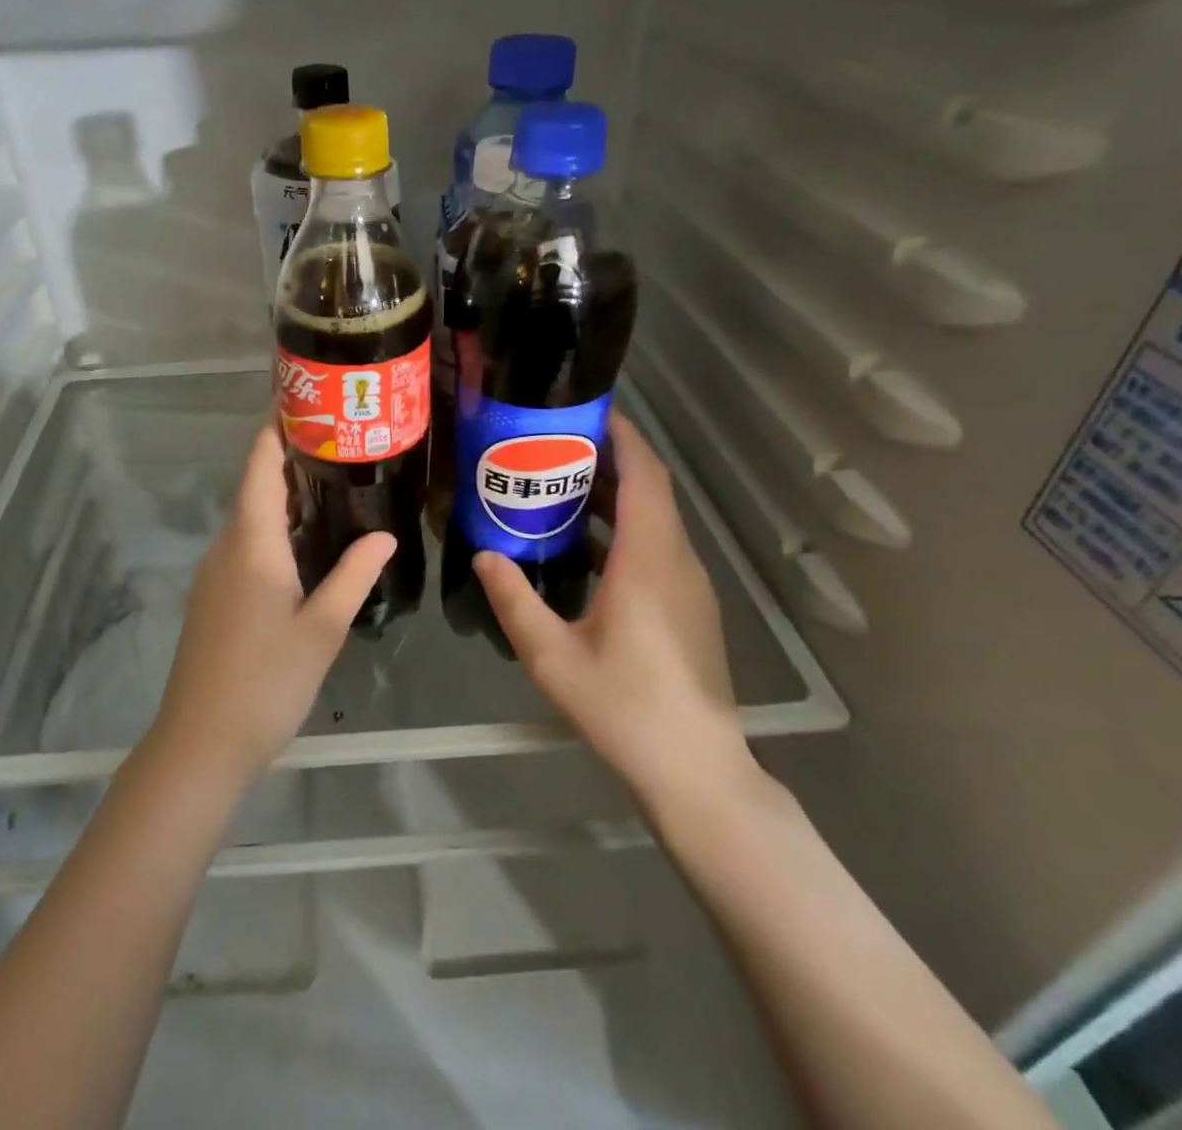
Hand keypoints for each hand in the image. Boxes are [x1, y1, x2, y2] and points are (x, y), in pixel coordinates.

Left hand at [150, 422, 396, 784]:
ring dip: (285, 497)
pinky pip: (246, 545)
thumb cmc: (266, 681)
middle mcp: (227, 547)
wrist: (200, 742)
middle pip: (255, 487)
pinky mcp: (215, 597)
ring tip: (334, 485)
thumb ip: (354, 575)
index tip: (304, 400)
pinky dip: (276, 529)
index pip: (260, 467)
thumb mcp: (322, 628)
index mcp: (252, 543)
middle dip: (292, 460)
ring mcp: (215, 573)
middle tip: (342, 443)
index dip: (276, 429)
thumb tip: (385, 536)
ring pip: (251, 518)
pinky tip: (308, 544)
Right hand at [472, 414, 753, 799]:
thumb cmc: (624, 706)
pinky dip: (624, 531)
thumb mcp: (552, 655)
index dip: (620, 436)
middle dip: (606, 461)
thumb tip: (484, 554)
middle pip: (650, 489)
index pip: (644, 474)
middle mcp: (677, 559)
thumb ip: (515, 599)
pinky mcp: (691, 607)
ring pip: (655, 519)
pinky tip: (584, 550)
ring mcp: (690, 584)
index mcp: (649, 558)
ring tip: (558, 490)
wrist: (696, 769)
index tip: (584, 412)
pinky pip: (658, 547)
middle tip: (551, 448)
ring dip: (614, 497)